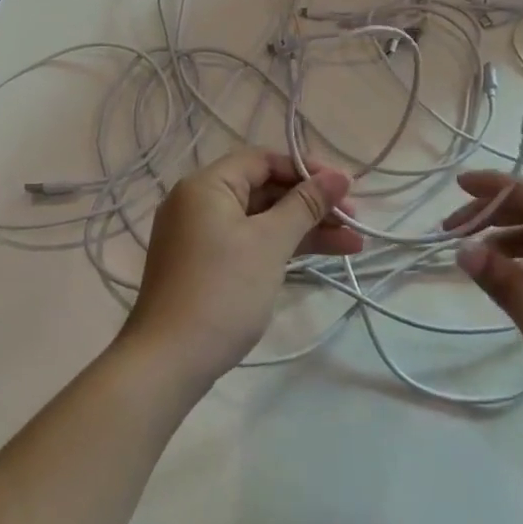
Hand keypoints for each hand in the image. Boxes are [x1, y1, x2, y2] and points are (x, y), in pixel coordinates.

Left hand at [125, 150, 363, 390]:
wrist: (168, 362)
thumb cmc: (223, 291)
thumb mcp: (270, 243)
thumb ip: (306, 205)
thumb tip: (340, 176)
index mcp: (206, 185)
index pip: (263, 161)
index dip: (306, 170)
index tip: (345, 187)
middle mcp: (198, 203)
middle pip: (264, 189)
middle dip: (312, 204)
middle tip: (354, 220)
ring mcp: (199, 236)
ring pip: (261, 220)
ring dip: (304, 229)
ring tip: (353, 244)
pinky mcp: (204, 265)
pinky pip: (249, 242)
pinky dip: (281, 247)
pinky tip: (319, 257)